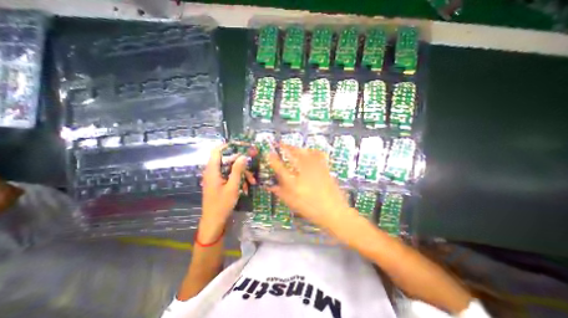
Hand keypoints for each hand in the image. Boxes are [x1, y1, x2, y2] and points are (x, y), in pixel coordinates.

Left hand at [199, 145, 252, 225]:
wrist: (214, 222)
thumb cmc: (222, 204)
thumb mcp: (233, 187)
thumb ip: (237, 170)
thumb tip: (243, 156)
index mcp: (212, 171)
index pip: (217, 151)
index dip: (228, 146)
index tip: (241, 146)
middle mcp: (212, 172)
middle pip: (227, 161)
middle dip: (241, 164)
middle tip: (252, 168)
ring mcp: (215, 178)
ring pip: (230, 169)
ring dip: (242, 174)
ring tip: (252, 182)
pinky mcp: (219, 183)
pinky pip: (229, 177)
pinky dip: (238, 180)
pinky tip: (246, 188)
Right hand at [268, 144, 353, 229]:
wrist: (334, 212)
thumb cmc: (311, 210)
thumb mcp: (293, 204)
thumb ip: (281, 193)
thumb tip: (270, 186)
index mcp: (294, 184)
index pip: (280, 168)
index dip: (273, 160)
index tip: (269, 153)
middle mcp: (304, 174)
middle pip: (293, 156)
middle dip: (285, 147)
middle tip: (280, 143)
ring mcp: (315, 170)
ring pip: (305, 153)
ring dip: (297, 148)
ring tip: (292, 146)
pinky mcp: (324, 169)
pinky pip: (318, 155)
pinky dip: (313, 151)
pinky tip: (310, 150)